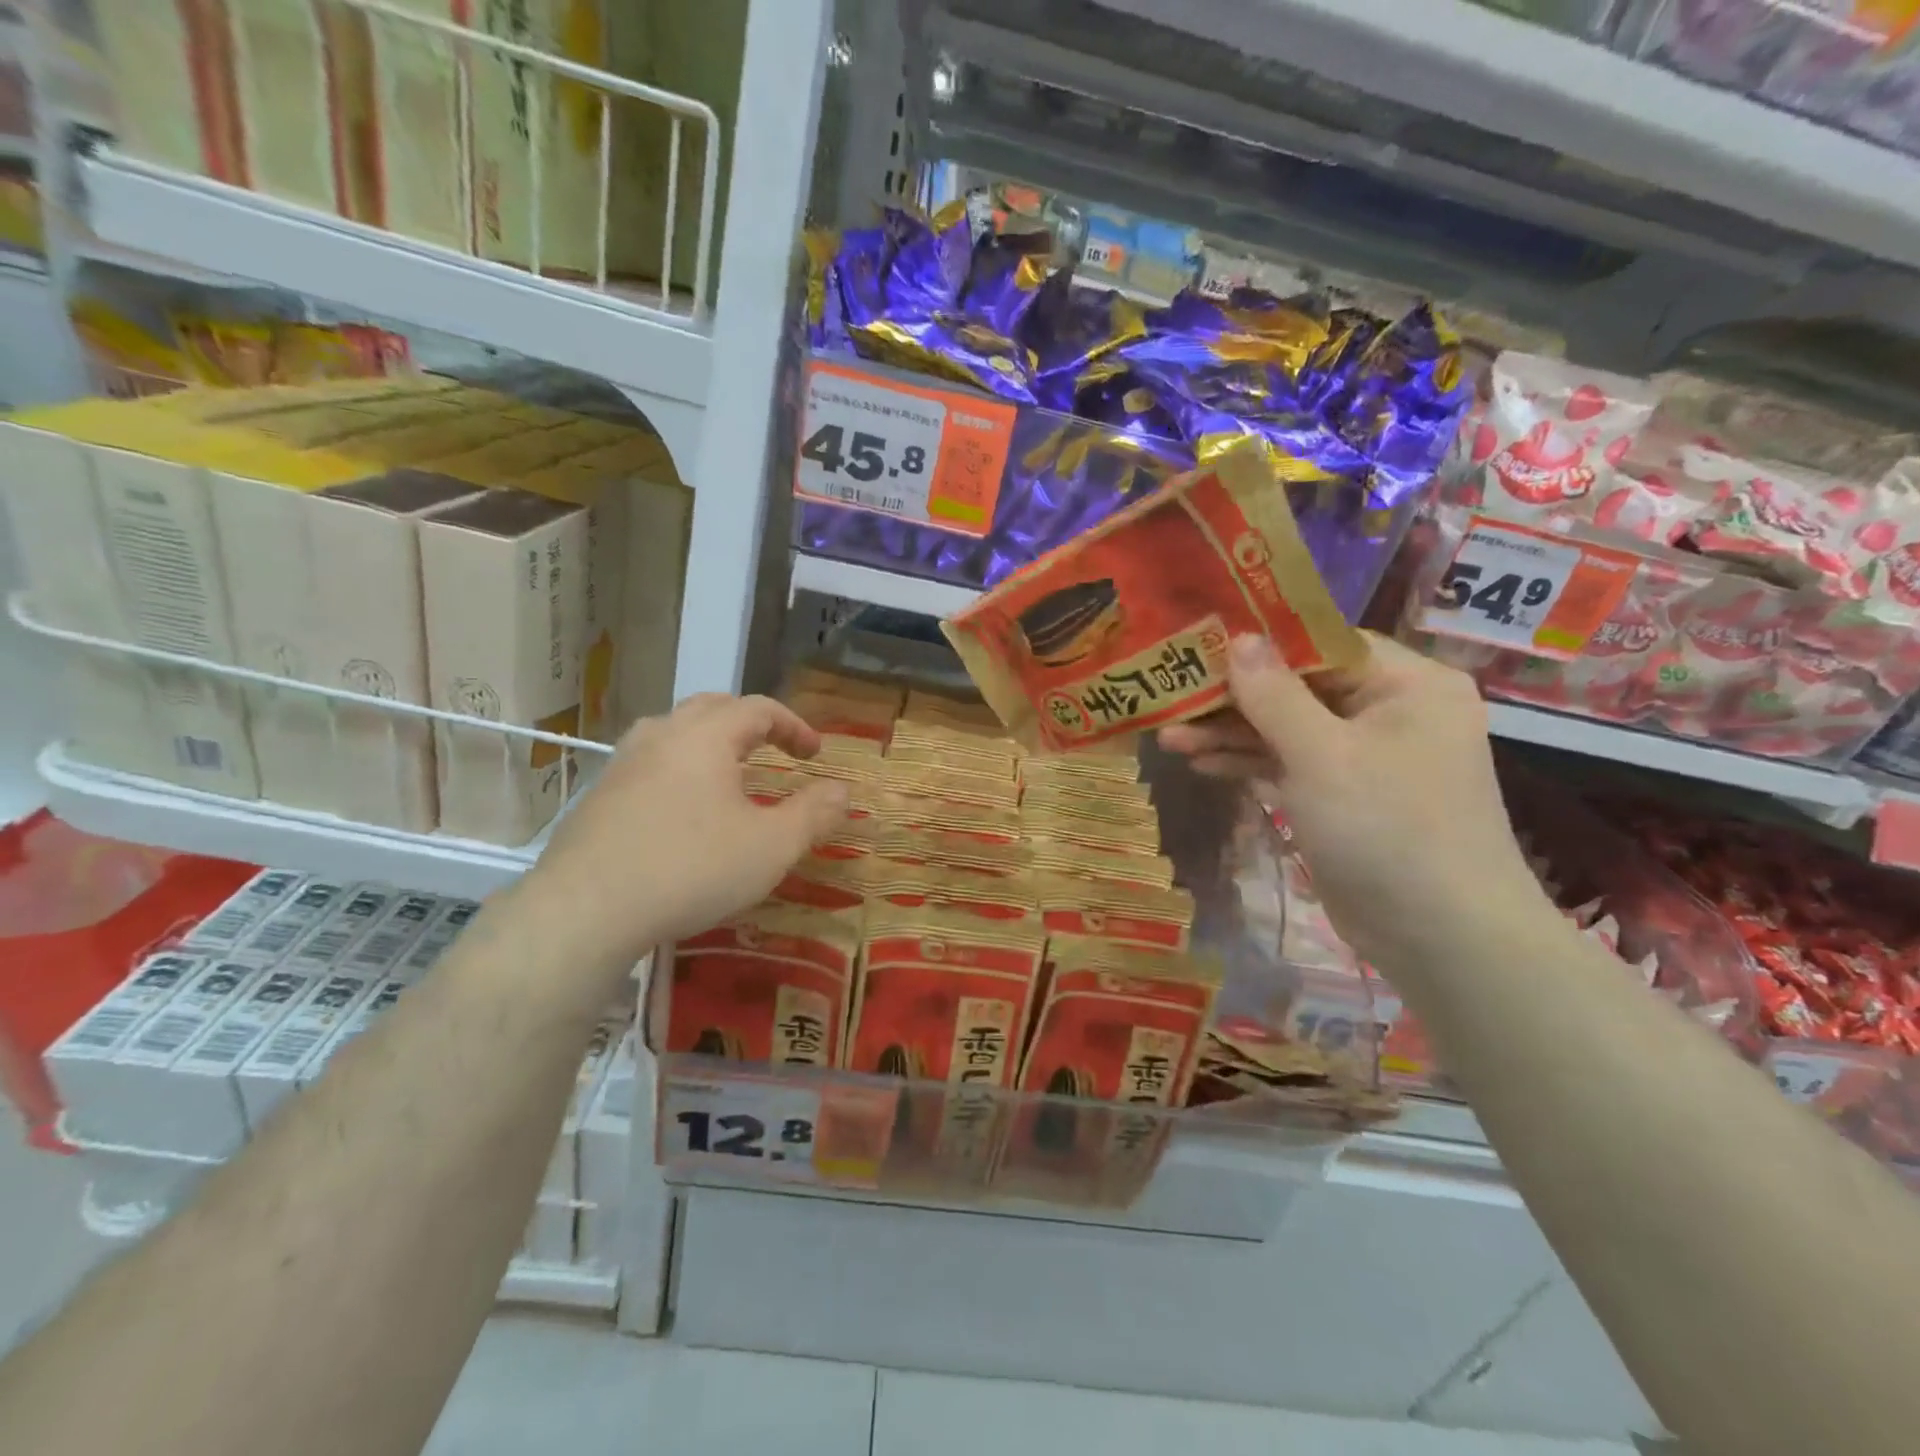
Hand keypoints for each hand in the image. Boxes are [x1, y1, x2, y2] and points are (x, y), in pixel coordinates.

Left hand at [526, 694, 850, 963]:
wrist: (585, 911)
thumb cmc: (691, 869)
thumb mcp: (771, 847)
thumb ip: (814, 814)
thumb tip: (842, 790)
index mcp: (705, 736)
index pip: (758, 709)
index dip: (794, 726)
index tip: (815, 754)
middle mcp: (661, 735)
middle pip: (712, 707)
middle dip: (750, 723)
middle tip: (774, 749)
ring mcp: (622, 763)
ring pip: (673, 731)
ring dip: (709, 741)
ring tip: (727, 771)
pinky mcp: (598, 795)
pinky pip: (649, 762)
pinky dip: (678, 768)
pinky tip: (681, 808)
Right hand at [1159, 634, 1547, 973]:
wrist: (1441, 939)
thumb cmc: (1388, 829)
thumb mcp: (1322, 756)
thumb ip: (1274, 695)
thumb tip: (1238, 637)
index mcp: (1406, 684)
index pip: (1323, 644)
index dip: (1260, 644)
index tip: (1200, 644)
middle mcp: (1389, 712)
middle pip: (1298, 689)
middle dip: (1233, 699)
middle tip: (1171, 699)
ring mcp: (1366, 757)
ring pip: (1288, 730)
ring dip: (1231, 735)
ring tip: (1169, 737)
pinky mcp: (1343, 797)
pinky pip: (1290, 765)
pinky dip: (1249, 765)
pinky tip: (1200, 763)